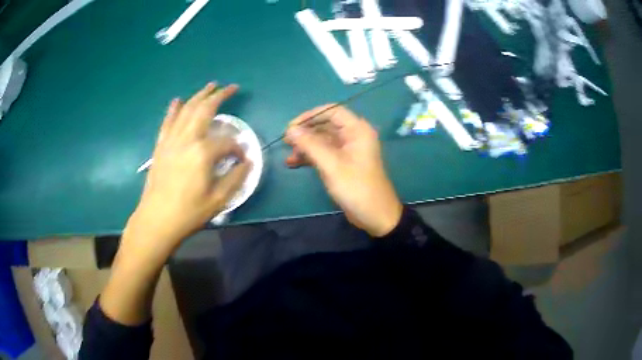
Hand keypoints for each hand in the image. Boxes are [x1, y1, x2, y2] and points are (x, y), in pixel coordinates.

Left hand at [125, 83, 251, 253]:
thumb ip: (235, 178)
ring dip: (199, 96)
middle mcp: (187, 139)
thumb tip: (247, 163)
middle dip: (219, 96)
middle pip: (204, 110)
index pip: (227, 142)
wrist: (157, 219)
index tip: (243, 159)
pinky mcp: (160, 146)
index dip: (238, 148)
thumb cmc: (188, 212)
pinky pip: (167, 122)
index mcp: (203, 152)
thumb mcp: (218, 200)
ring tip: (210, 86)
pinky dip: (173, 109)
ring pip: (186, 110)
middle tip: (231, 87)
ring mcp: (171, 140)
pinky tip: (177, 100)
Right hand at [285, 105, 402, 236]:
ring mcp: (348, 150)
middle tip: (286, 142)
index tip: (291, 127)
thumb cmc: (357, 188)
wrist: (375, 215)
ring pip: (323, 140)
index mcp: (357, 130)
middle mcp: (353, 135)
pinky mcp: (343, 163)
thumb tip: (290, 129)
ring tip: (288, 156)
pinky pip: (324, 153)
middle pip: (325, 125)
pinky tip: (294, 163)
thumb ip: (310, 145)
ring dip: (305, 146)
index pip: (331, 111)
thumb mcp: (332, 165)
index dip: (310, 116)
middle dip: (305, 133)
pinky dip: (310, 157)